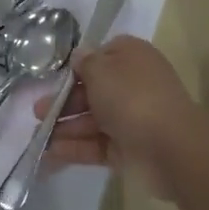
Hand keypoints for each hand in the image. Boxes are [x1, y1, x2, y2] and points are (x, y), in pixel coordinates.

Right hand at [33, 36, 202, 196]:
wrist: (170, 147)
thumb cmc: (131, 97)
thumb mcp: (101, 70)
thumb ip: (85, 63)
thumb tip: (81, 56)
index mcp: (132, 58)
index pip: (102, 56)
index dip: (80, 66)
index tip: (57, 76)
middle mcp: (133, 85)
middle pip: (93, 90)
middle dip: (64, 101)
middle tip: (37, 111)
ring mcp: (132, 118)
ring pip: (93, 120)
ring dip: (65, 127)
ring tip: (38, 136)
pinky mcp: (128, 148)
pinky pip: (97, 145)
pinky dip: (75, 148)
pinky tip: (50, 153)